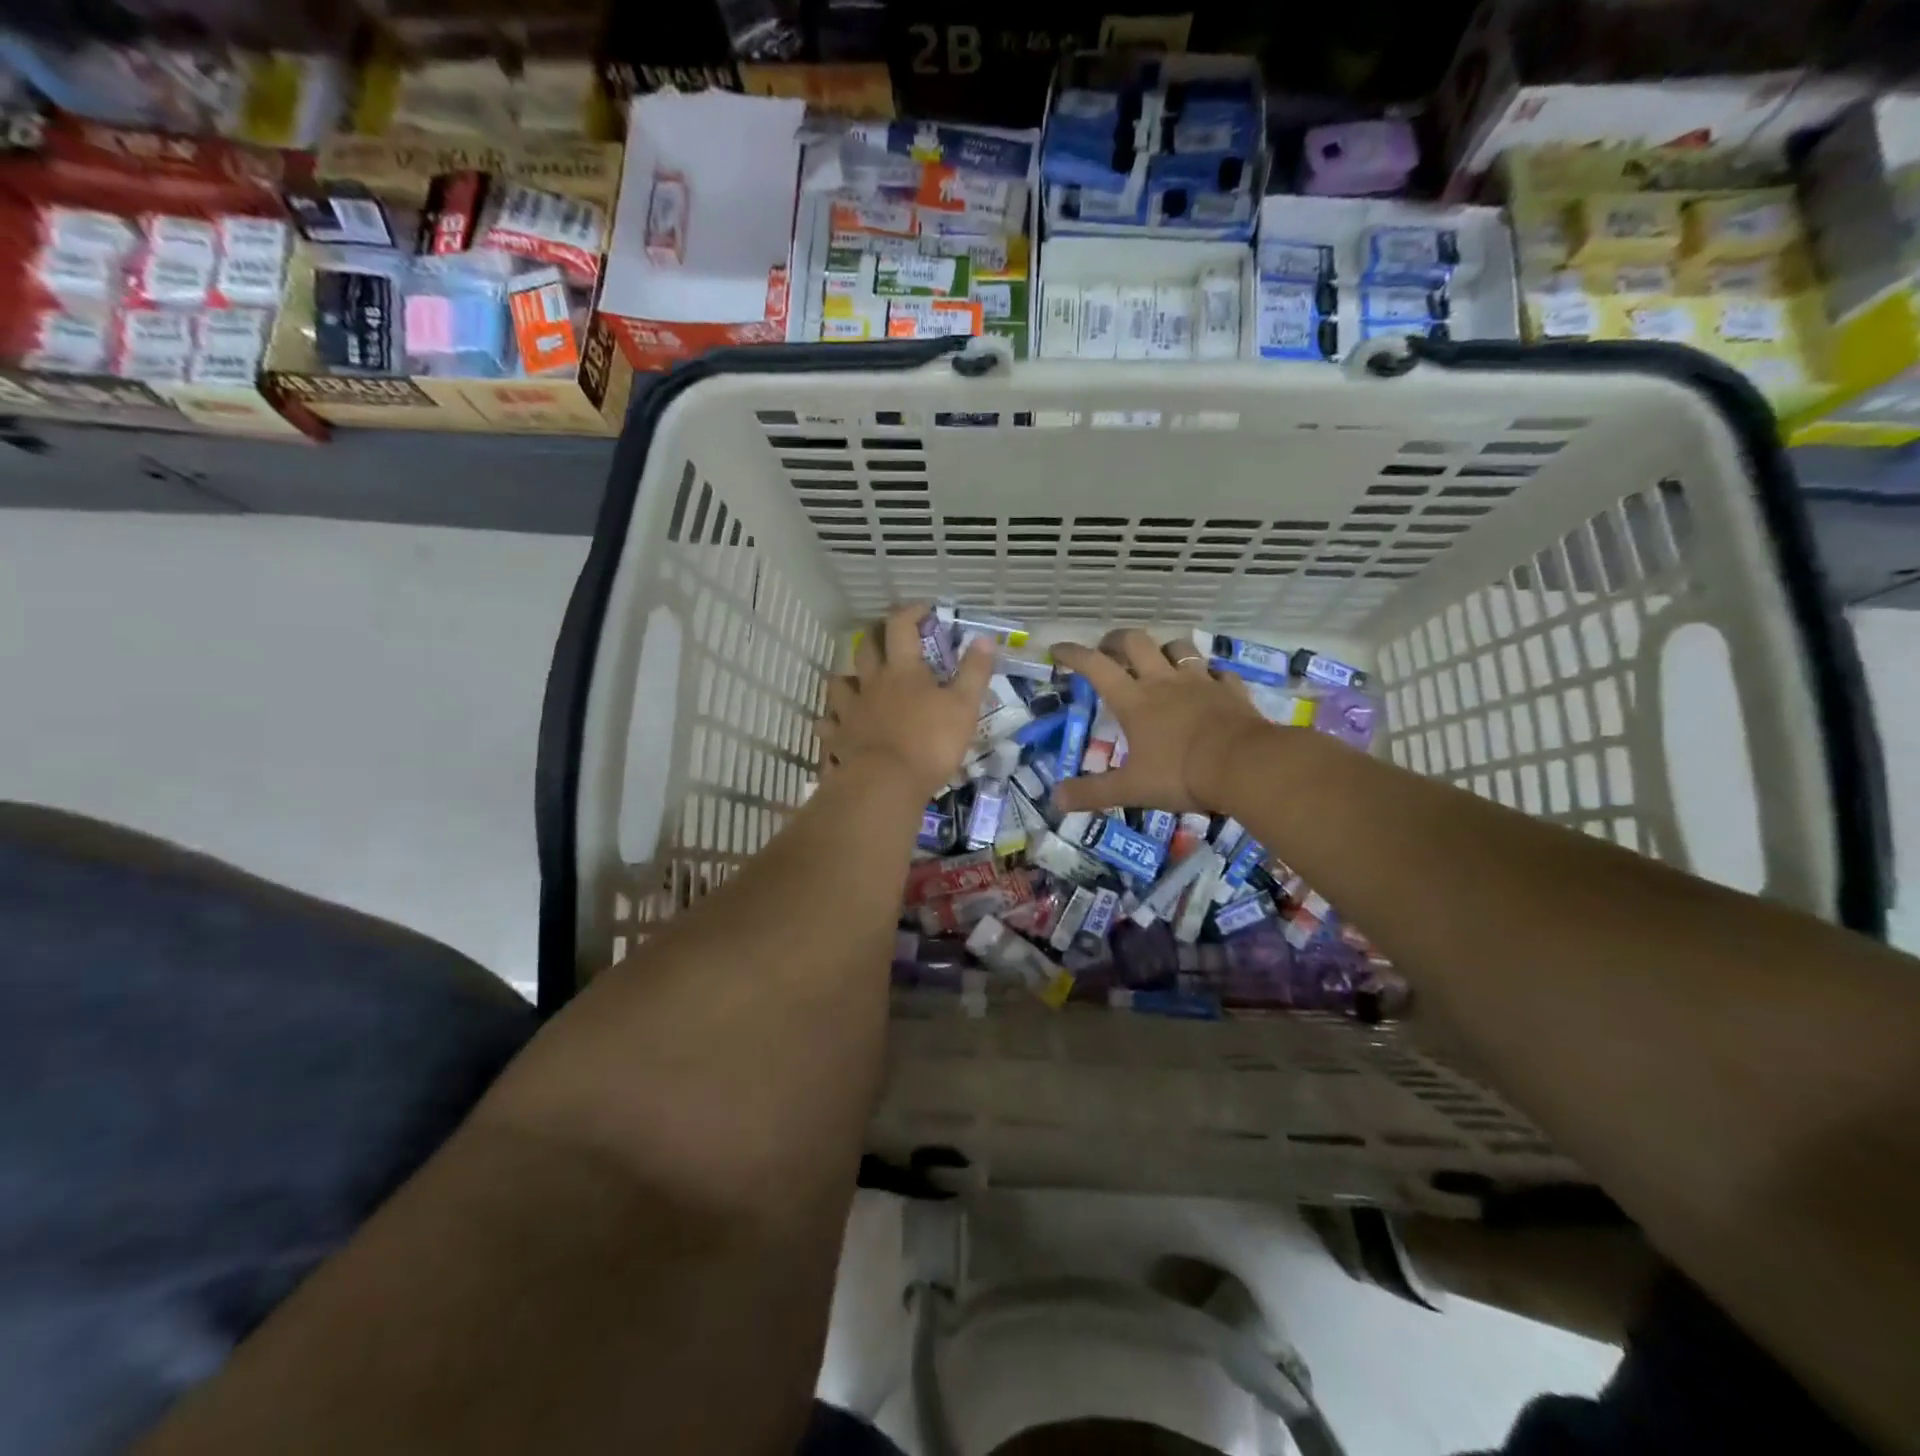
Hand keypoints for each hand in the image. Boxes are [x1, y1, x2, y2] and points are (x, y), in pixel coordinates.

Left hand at [815, 604, 994, 800]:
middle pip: (865, 648)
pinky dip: (831, 722)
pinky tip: (838, 726)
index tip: (922, 610)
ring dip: (846, 678)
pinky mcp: (838, 739)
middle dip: (875, 635)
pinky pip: (827, 725)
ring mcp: (850, 711)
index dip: (910, 613)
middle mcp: (871, 683)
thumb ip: (974, 672)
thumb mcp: (964, 706)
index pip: (901, 627)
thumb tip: (984, 638)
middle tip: (886, 636)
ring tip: (856, 682)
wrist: (886, 783)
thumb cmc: (931, 742)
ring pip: (838, 683)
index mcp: (903, 670)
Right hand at [1051, 629, 1267, 814]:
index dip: (1073, 654)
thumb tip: (1055, 800)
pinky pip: (1218, 671)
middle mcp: (1164, 682)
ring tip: (1158, 660)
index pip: (1095, 666)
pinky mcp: (1231, 690)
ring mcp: (1201, 682)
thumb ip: (1092, 793)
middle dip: (1117, 640)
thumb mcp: (1131, 788)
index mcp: (1134, 701)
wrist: (1245, 765)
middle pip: (1136, 642)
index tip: (1057, 649)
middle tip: (1108, 650)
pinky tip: (1208, 683)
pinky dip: (1209, 673)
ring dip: (1163, 649)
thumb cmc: (1181, 774)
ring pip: (1179, 648)